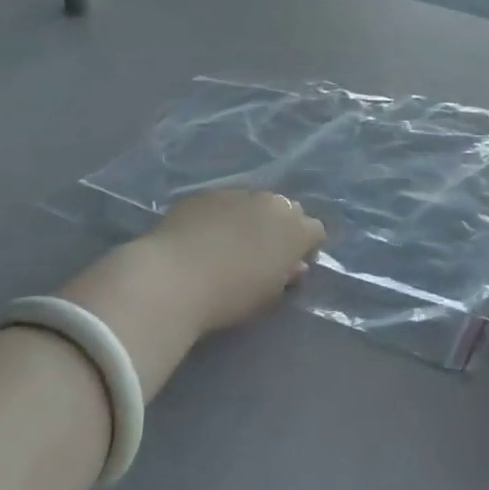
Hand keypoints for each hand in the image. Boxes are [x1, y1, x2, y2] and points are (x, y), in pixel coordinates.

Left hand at [130, 189, 326, 334]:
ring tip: (231, 244)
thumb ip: (286, 276)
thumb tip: (293, 266)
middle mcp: (270, 202)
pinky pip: (224, 203)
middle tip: (264, 254)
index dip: (306, 248)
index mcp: (293, 228)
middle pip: (287, 210)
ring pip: (255, 203)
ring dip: (252, 219)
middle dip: (282, 228)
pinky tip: (205, 237)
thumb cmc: (230, 296)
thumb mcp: (268, 296)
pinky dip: (222, 216)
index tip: (292, 267)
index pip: (315, 230)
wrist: (173, 277)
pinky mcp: (205, 194)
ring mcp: (236, 193)